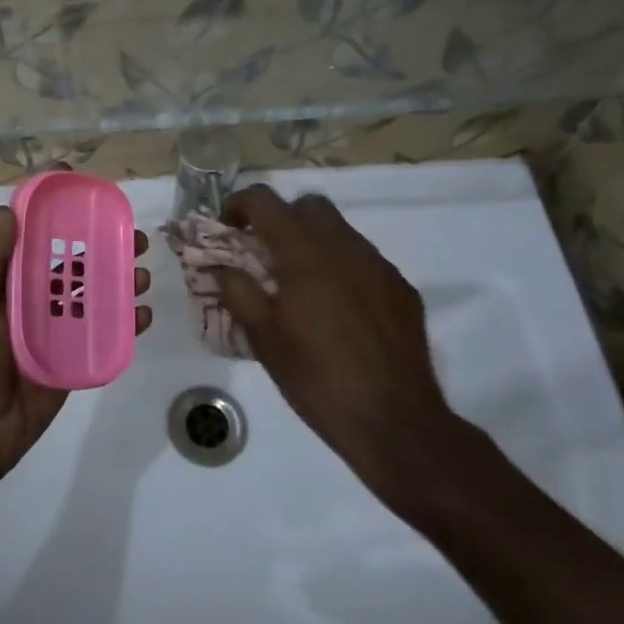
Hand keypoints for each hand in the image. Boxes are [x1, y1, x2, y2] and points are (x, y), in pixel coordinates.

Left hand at [0, 206, 151, 480]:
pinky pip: (103, 336)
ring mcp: (57, 331)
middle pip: (75, 266)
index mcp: (9, 285)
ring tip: (142, 274)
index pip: (36, 240)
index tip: (84, 191)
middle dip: (104, 248)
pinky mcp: (74, 360)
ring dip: (120, 282)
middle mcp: (35, 301)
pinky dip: (126, 323)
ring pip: (94, 298)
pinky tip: (143, 315)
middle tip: (135, 237)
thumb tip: (7, 212)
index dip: (57, 216)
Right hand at [213, 185, 461, 496]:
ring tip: (300, 286)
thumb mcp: (262, 337)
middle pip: (308, 206)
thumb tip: (221, 266)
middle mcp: (345, 247)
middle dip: (281, 219)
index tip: (228, 229)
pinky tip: (337, 310)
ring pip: (340, 231)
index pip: (265, 201)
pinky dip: (342, 269)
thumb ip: (237, 291)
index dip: (239, 205)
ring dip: (313, 243)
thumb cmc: (316, 378)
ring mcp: (379, 266)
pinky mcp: (402, 290)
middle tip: (264, 255)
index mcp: (305, 253)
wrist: (394, 422)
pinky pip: (364, 261)